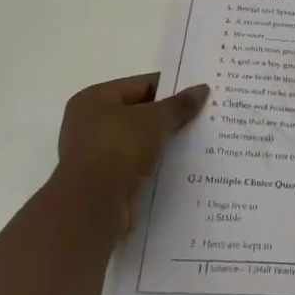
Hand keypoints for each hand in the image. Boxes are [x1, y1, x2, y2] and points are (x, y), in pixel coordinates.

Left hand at [54, 73, 209, 239]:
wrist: (93, 209)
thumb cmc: (118, 149)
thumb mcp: (155, 120)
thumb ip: (179, 105)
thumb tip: (201, 89)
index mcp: (95, 99)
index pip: (142, 85)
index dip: (172, 88)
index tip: (201, 95)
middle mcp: (90, 124)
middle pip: (141, 114)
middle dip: (170, 118)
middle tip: (204, 118)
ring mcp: (96, 156)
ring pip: (141, 142)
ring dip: (165, 144)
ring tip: (199, 143)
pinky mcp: (105, 183)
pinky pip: (138, 167)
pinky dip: (157, 166)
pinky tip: (182, 168)